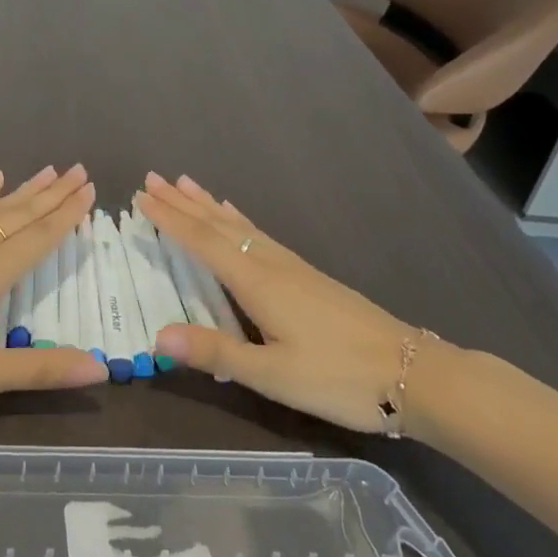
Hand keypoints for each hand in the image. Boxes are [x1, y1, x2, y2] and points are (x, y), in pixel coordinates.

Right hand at [136, 173, 428, 433]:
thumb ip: (216, 353)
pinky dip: (239, 219)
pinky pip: (260, 234)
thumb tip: (157, 336)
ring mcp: (292, 267)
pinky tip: (238, 217)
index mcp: (257, 282)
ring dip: (208, 204)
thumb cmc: (339, 378)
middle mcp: (270, 264)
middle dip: (182, 202)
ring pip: (240, 225)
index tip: (141, 197)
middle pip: (218, 225)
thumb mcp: (273, 375)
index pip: (202, 243)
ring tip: (186, 182)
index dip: (170, 220)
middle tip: (152, 178)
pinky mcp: (308, 276)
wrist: (416, 375)